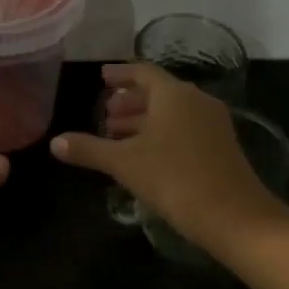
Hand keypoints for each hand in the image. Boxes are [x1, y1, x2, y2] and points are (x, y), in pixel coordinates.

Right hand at [50, 63, 281, 253]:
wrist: (233, 216)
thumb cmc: (173, 179)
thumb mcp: (123, 163)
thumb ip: (88, 149)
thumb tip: (55, 142)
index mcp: (173, 94)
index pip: (143, 72)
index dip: (120, 73)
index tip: (101, 77)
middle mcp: (196, 101)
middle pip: (158, 92)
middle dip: (129, 101)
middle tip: (105, 112)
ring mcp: (213, 124)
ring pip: (172, 112)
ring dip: (144, 119)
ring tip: (118, 135)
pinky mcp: (221, 146)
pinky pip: (185, 128)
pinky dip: (161, 133)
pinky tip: (145, 154)